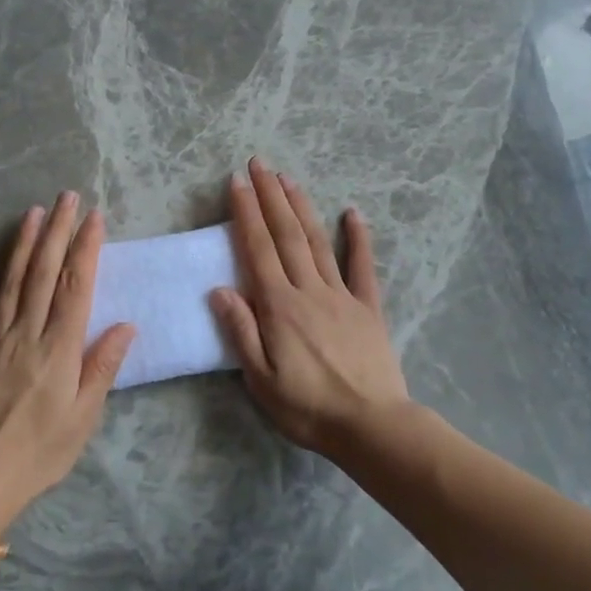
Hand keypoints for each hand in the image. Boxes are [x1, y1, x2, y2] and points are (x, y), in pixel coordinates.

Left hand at [0, 193, 134, 505]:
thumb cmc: (40, 452)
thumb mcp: (84, 417)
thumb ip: (102, 367)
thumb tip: (125, 325)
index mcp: (59, 348)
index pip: (76, 287)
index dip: (86, 249)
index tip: (94, 217)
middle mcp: (26, 333)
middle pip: (44, 274)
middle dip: (58, 232)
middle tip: (67, 197)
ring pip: (9, 284)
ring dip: (22, 245)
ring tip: (33, 213)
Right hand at [209, 157, 412, 454]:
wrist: (370, 426)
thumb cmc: (307, 408)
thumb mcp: (260, 380)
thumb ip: (241, 331)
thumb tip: (219, 289)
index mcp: (279, 307)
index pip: (258, 248)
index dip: (246, 212)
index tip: (236, 182)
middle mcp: (309, 290)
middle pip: (286, 234)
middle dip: (270, 195)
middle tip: (259, 164)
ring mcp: (342, 295)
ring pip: (317, 241)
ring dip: (301, 206)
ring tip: (288, 178)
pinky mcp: (368, 307)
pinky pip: (363, 267)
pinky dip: (358, 237)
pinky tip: (353, 213)